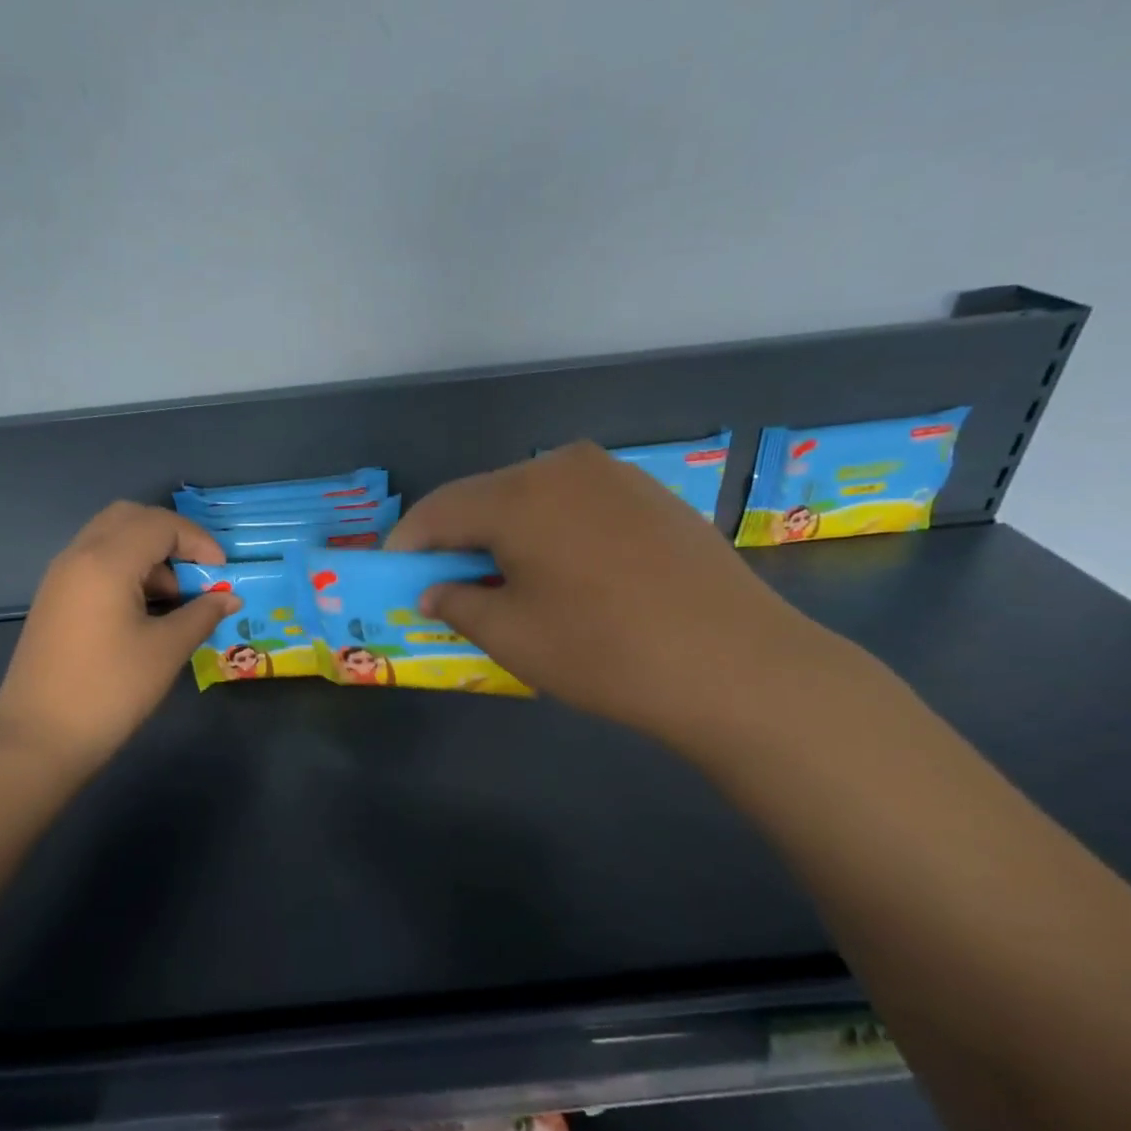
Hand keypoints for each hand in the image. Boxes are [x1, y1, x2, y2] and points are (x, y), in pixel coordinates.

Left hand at [0, 502, 240, 773]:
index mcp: (106, 561)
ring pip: (110, 538)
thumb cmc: (110, 690)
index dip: (198, 541)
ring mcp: (60, 577)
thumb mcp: (166, 650)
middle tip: (197, 572)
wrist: (38, 738)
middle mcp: (78, 556)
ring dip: (148, 554)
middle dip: (171, 537)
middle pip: (130, 518)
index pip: (160, 524)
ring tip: (175, 599)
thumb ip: (202, 614)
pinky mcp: (54, 599)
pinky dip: (126, 570)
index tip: (223, 573)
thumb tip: (229, 598)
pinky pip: (95, 562)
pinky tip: (145, 611)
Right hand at [385, 442, 851, 754]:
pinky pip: (578, 504)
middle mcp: (563, 466)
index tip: (393, 574)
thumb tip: (434, 591)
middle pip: (486, 497)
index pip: (439, 509)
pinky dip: (552, 531)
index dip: (408, 543)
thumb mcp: (512, 636)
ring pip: (534, 498)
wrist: (736, 664)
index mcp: (518, 495)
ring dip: (506, 533)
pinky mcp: (652, 495)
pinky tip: (564, 571)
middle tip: (447, 582)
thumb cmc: (604, 651)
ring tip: (505, 580)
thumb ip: (456, 604)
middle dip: (458, 537)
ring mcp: (615, 475)